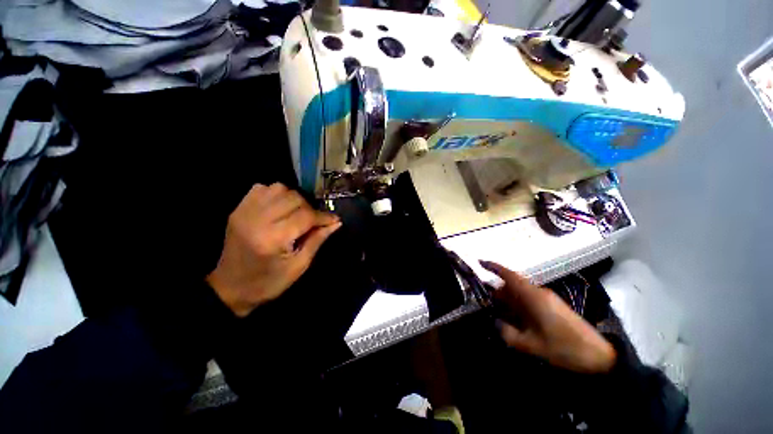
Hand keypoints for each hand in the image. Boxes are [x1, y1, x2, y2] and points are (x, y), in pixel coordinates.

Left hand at [207, 183, 341, 316]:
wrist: (230, 288)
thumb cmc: (269, 282)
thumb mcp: (299, 266)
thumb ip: (318, 240)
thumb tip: (336, 222)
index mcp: (273, 239)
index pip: (306, 216)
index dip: (324, 216)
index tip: (334, 219)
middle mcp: (257, 220)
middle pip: (294, 198)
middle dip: (310, 208)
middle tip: (313, 221)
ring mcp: (245, 212)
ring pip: (279, 188)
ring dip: (293, 199)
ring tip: (296, 213)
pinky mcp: (238, 209)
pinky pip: (262, 188)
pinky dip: (275, 194)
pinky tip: (279, 208)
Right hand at [480, 261, 615, 373]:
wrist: (599, 356)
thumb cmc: (564, 348)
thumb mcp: (532, 345)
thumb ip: (508, 333)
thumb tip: (495, 322)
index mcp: (533, 296)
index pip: (509, 275)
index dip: (494, 267)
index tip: (480, 262)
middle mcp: (539, 293)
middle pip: (513, 284)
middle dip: (498, 291)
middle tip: (485, 302)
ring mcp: (547, 299)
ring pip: (521, 293)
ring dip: (508, 300)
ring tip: (498, 312)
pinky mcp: (553, 306)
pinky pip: (529, 300)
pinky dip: (518, 305)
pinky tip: (516, 319)